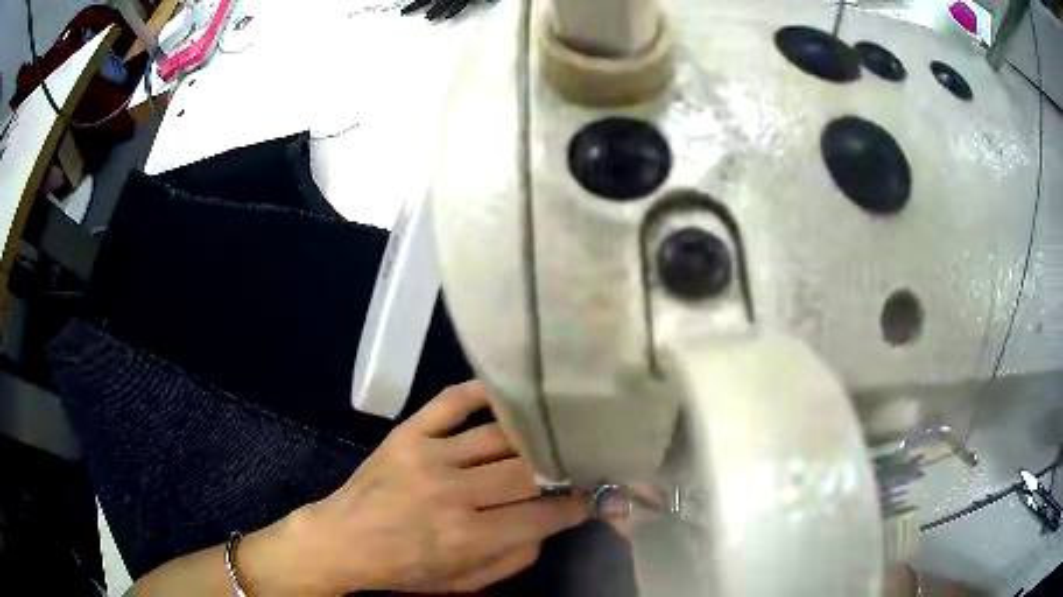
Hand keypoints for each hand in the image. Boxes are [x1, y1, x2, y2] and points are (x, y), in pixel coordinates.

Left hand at [249, 381, 588, 593]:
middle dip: (563, 467)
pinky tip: (509, 395)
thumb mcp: (466, 582)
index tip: (596, 493)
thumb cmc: (406, 569)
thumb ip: (516, 557)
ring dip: (533, 436)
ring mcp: (429, 456)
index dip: (578, 503)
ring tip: (555, 432)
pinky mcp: (408, 433)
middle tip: (581, 461)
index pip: (543, 514)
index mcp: (468, 537)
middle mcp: (453, 493)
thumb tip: (551, 522)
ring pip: (500, 436)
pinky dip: (483, 393)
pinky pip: (452, 401)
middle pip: (528, 471)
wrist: (343, 540)